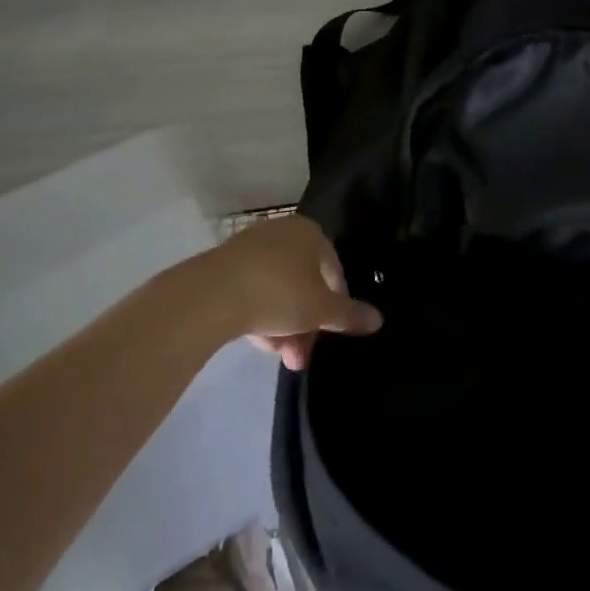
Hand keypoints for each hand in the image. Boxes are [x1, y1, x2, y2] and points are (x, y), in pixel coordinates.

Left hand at [204, 215, 381, 370]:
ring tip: (280, 358)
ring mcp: (251, 247)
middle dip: (307, 325)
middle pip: (305, 282)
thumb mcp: (321, 310)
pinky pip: (253, 290)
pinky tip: (258, 342)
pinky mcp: (225, 264)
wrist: (211, 295)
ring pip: (278, 290)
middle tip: (301, 357)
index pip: (334, 270)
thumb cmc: (279, 293)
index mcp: (310, 232)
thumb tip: (378, 320)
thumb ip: (350, 315)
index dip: (336, 304)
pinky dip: (260, 314)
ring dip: (284, 326)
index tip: (330, 333)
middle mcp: (282, 232)